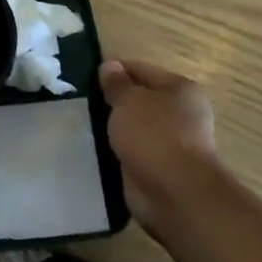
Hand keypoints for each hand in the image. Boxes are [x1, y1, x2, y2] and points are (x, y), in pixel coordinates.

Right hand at [99, 58, 220, 241]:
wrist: (175, 195)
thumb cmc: (155, 136)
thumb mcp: (129, 100)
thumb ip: (116, 83)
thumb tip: (109, 66)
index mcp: (180, 89)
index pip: (140, 69)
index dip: (113, 70)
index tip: (85, 75)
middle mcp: (180, 114)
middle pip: (139, 99)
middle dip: (112, 101)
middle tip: (81, 101)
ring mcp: (171, 144)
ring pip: (133, 127)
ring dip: (113, 128)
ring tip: (81, 124)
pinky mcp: (159, 169)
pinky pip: (131, 151)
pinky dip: (116, 151)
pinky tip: (93, 149)